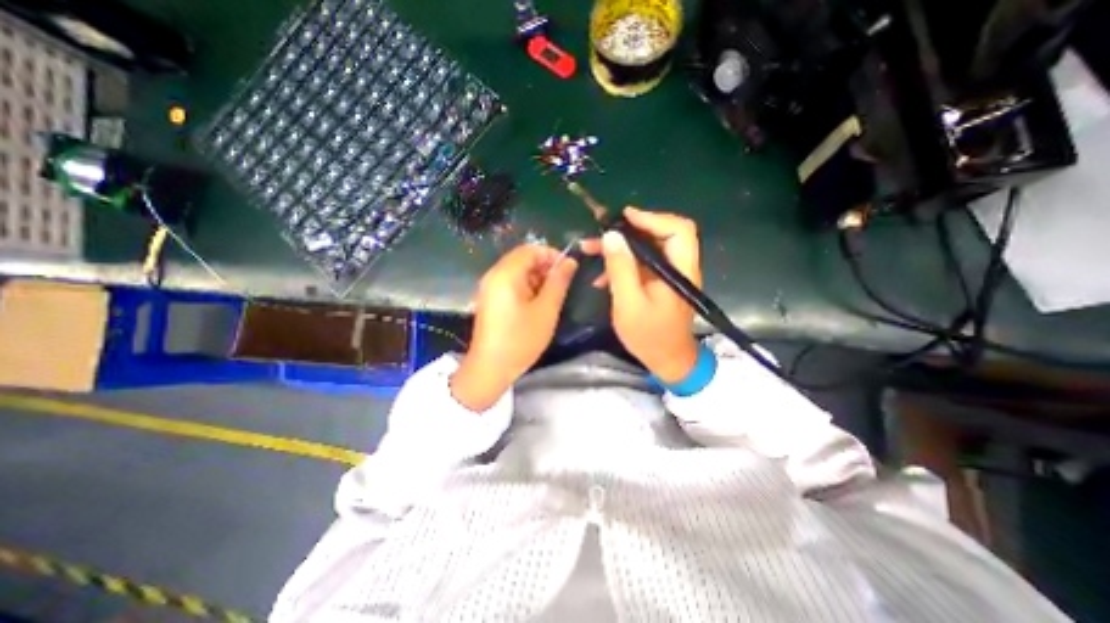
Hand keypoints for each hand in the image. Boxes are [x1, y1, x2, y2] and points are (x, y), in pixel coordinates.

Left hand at [447, 244, 577, 412]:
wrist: (490, 368)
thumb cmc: (521, 339)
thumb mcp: (546, 310)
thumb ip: (559, 282)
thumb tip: (570, 262)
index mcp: (506, 274)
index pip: (531, 249)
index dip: (552, 254)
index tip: (569, 269)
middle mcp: (494, 274)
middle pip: (523, 258)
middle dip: (545, 266)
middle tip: (562, 283)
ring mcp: (490, 287)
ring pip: (517, 270)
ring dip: (537, 277)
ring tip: (552, 294)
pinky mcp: (490, 298)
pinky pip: (511, 282)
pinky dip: (526, 286)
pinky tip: (537, 302)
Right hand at [583, 209, 699, 382]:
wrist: (667, 361)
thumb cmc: (650, 336)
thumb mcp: (629, 303)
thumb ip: (621, 269)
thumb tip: (611, 236)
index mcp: (679, 270)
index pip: (678, 229)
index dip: (652, 218)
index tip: (624, 218)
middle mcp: (679, 267)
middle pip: (660, 235)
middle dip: (628, 232)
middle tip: (600, 234)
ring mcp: (668, 275)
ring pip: (646, 249)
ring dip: (620, 248)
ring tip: (591, 250)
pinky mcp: (659, 283)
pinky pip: (641, 264)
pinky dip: (622, 265)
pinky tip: (601, 277)